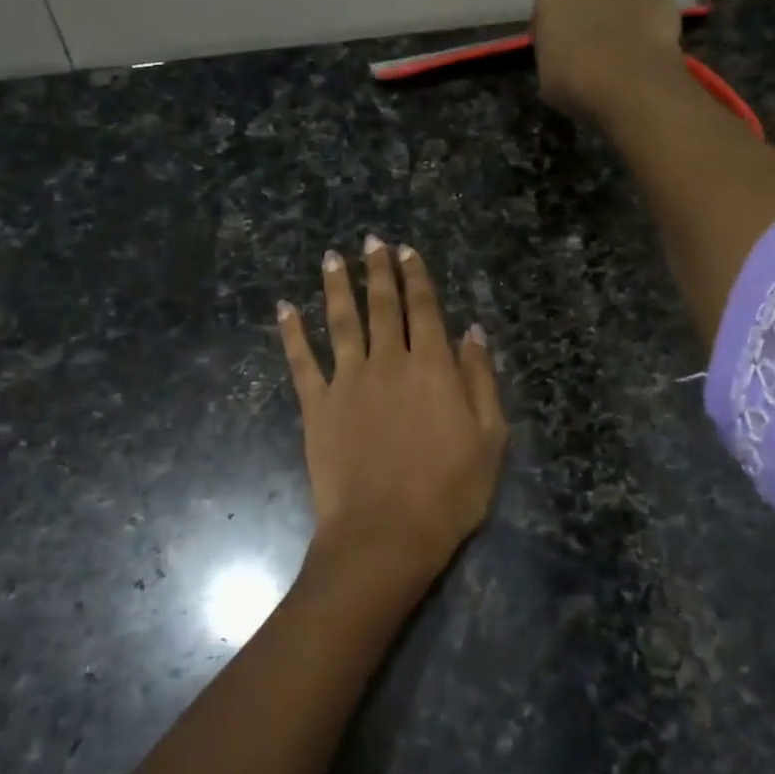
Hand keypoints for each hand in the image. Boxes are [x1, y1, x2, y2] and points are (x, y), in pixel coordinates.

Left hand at [277, 237, 507, 607]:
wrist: (386, 532)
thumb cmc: (449, 491)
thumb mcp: (489, 437)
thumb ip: (480, 379)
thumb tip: (472, 332)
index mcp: (431, 367)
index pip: (424, 309)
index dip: (417, 278)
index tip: (407, 251)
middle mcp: (387, 362)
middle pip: (382, 306)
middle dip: (378, 270)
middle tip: (371, 240)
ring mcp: (347, 381)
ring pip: (341, 322)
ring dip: (337, 287)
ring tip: (332, 258)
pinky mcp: (317, 406)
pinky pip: (301, 361)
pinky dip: (293, 333)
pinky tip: (285, 308)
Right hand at [530, 0, 686, 120]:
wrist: (631, 89)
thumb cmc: (575, 85)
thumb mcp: (544, 78)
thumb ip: (551, 56)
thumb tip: (562, 58)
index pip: (547, 6)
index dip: (551, 30)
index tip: (555, 52)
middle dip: (587, 16)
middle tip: (589, 52)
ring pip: (620, 1)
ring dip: (618, 20)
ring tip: (621, 56)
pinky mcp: (662, 0)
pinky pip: (650, 12)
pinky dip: (648, 28)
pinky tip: (646, 55)